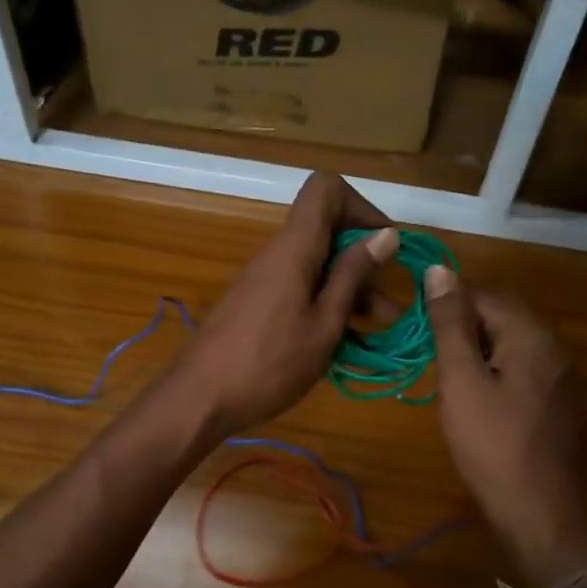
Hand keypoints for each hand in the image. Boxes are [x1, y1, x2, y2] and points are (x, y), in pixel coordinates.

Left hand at [167, 172, 399, 438]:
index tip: (384, 247)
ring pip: (317, 265)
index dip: (361, 207)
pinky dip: (327, 306)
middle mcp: (278, 254)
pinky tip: (345, 344)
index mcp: (294, 248)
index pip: (326, 188)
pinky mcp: (258, 305)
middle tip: (388, 306)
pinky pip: (301, 289)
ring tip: (377, 331)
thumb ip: (352, 276)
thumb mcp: (324, 324)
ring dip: (350, 290)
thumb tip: (386, 234)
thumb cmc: (268, 364)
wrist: (198, 399)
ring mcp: (265, 280)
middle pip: (327, 230)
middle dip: (365, 261)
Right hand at [426, 267, 586, 587]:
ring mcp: (559, 372)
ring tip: (445, 373)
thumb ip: (450, 323)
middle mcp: (553, 343)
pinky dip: (492, 367)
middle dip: (460, 324)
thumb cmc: (491, 442)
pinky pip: (520, 364)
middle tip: (427, 352)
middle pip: (499, 313)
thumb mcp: (461, 379)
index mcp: (531, 332)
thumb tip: (439, 269)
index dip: (445, 303)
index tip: (414, 326)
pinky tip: (474, 393)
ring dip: (474, 347)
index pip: (482, 293)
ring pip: (509, 340)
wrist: (536, 508)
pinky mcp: (556, 397)